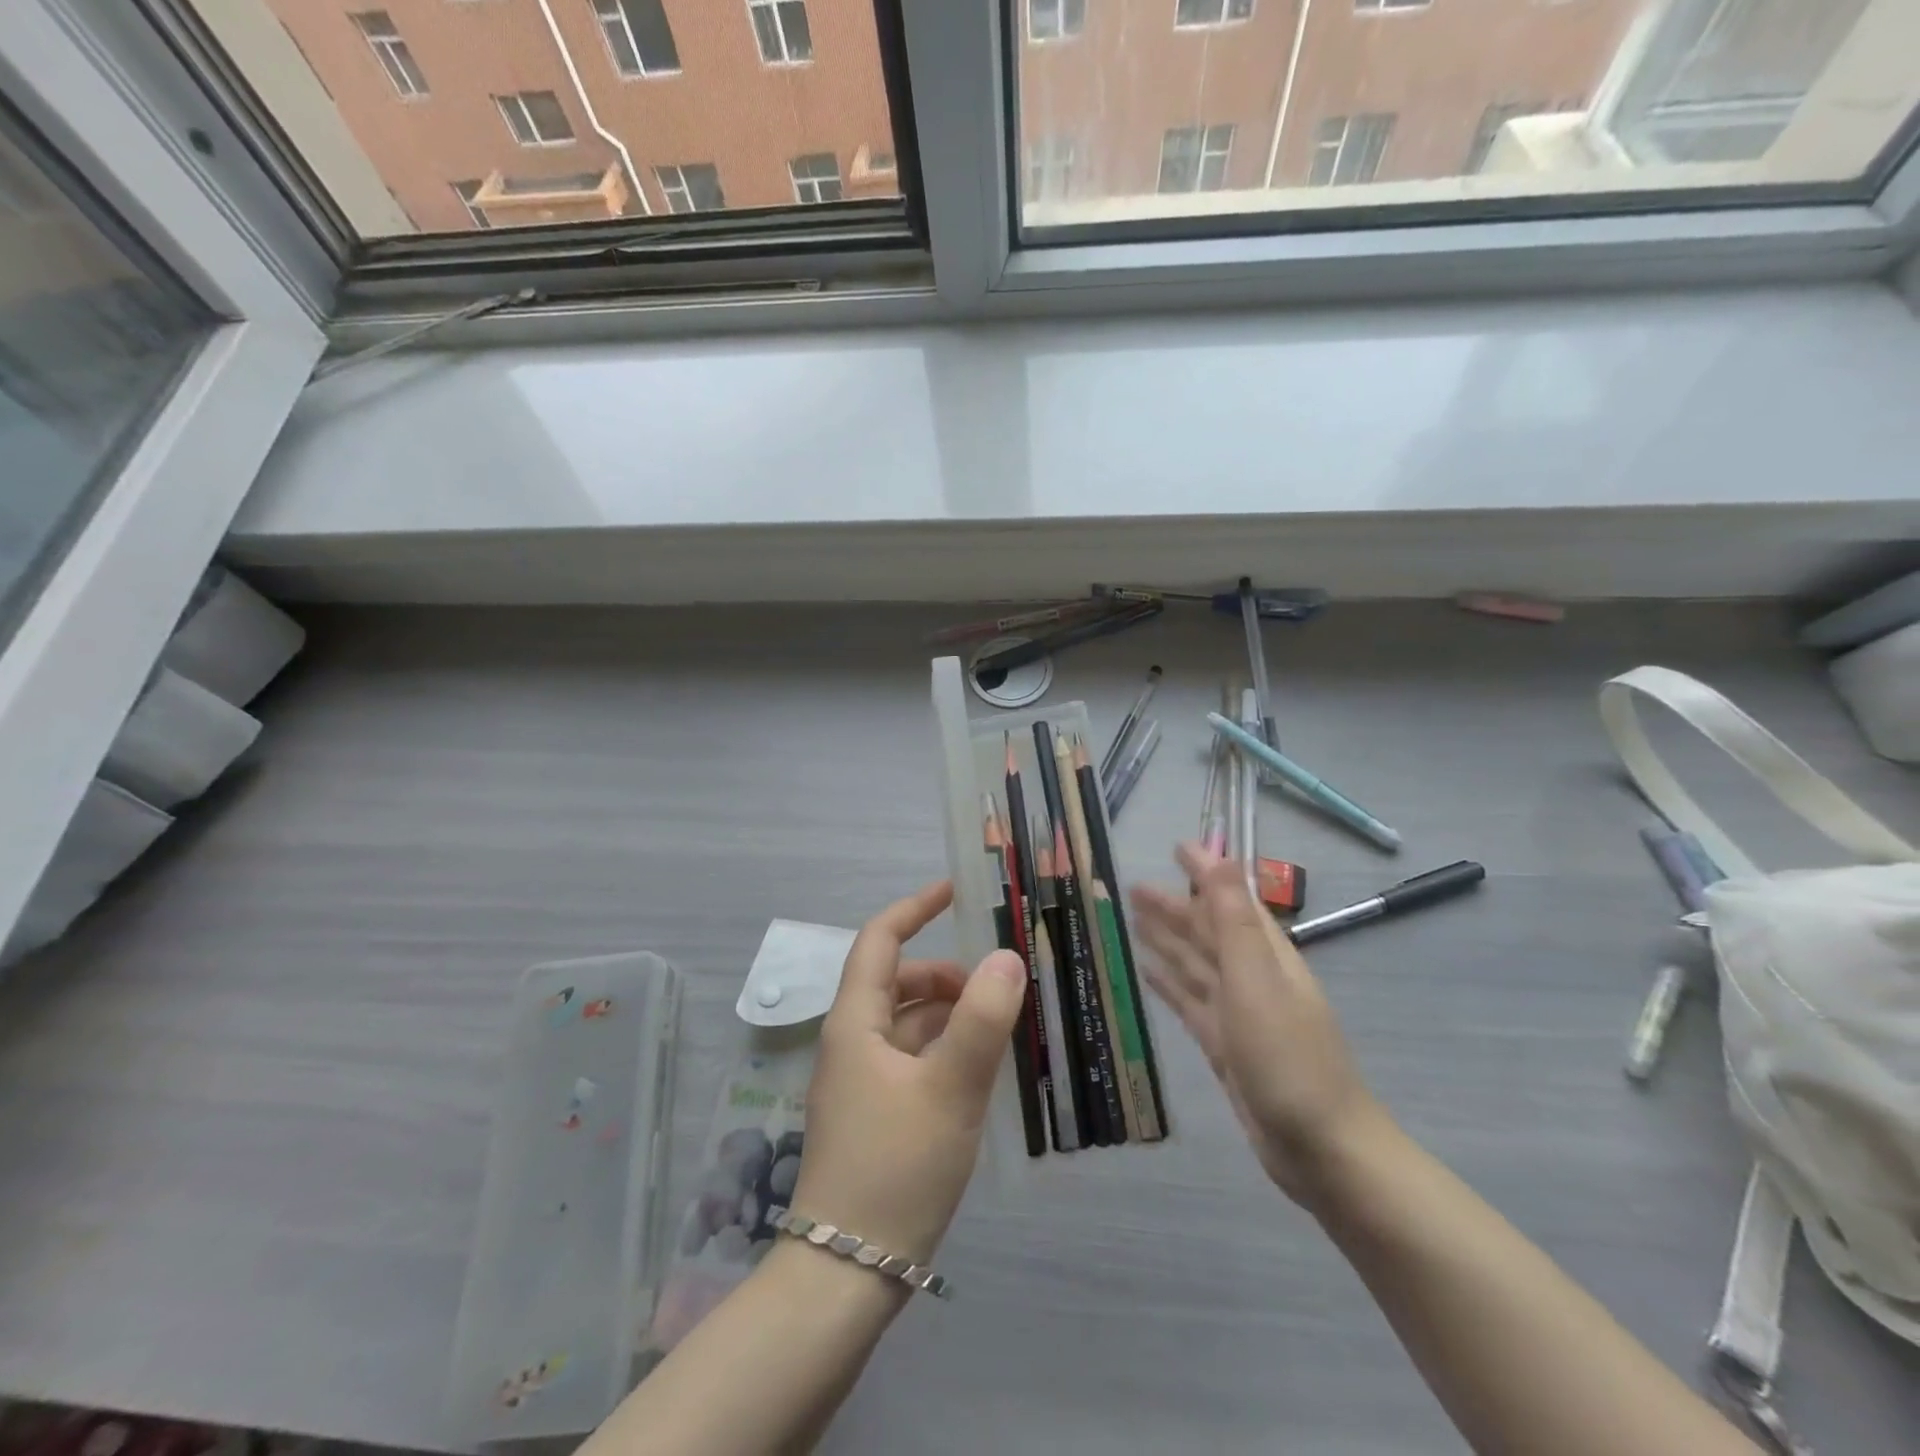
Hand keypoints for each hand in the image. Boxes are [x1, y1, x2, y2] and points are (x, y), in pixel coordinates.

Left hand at [790, 880, 1028, 1263]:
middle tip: (998, 986)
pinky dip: (944, 1051)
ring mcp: (861, 1083)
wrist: (846, 1275)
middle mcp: (852, 1043)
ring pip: (908, 1025)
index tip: (954, 891)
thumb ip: (981, 1020)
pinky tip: (979, 1071)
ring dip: (950, 1015)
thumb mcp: (949, 1088)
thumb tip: (1007, 956)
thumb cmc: (895, 1167)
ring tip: (1000, 1027)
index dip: (914, 908)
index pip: (880, 941)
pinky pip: (912, 1061)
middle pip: (898, 983)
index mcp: (855, 1022)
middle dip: (946, 974)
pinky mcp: (874, 1116)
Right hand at [1131, 842, 1386, 1204]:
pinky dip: (1170, 984)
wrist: (1321, 1149)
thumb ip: (1234, 919)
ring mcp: (1239, 1013)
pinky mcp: (1225, 1046)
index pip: (1231, 900)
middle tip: (1133, 887)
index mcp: (1266, 955)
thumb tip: (1222, 856)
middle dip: (1174, 907)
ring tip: (1134, 920)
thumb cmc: (1288, 1058)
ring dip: (1168, 940)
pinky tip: (1148, 974)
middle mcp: (1253, 978)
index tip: (1176, 847)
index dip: (1206, 872)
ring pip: (1195, 965)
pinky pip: (1190, 1002)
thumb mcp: (1256, 980)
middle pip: (1207, 932)